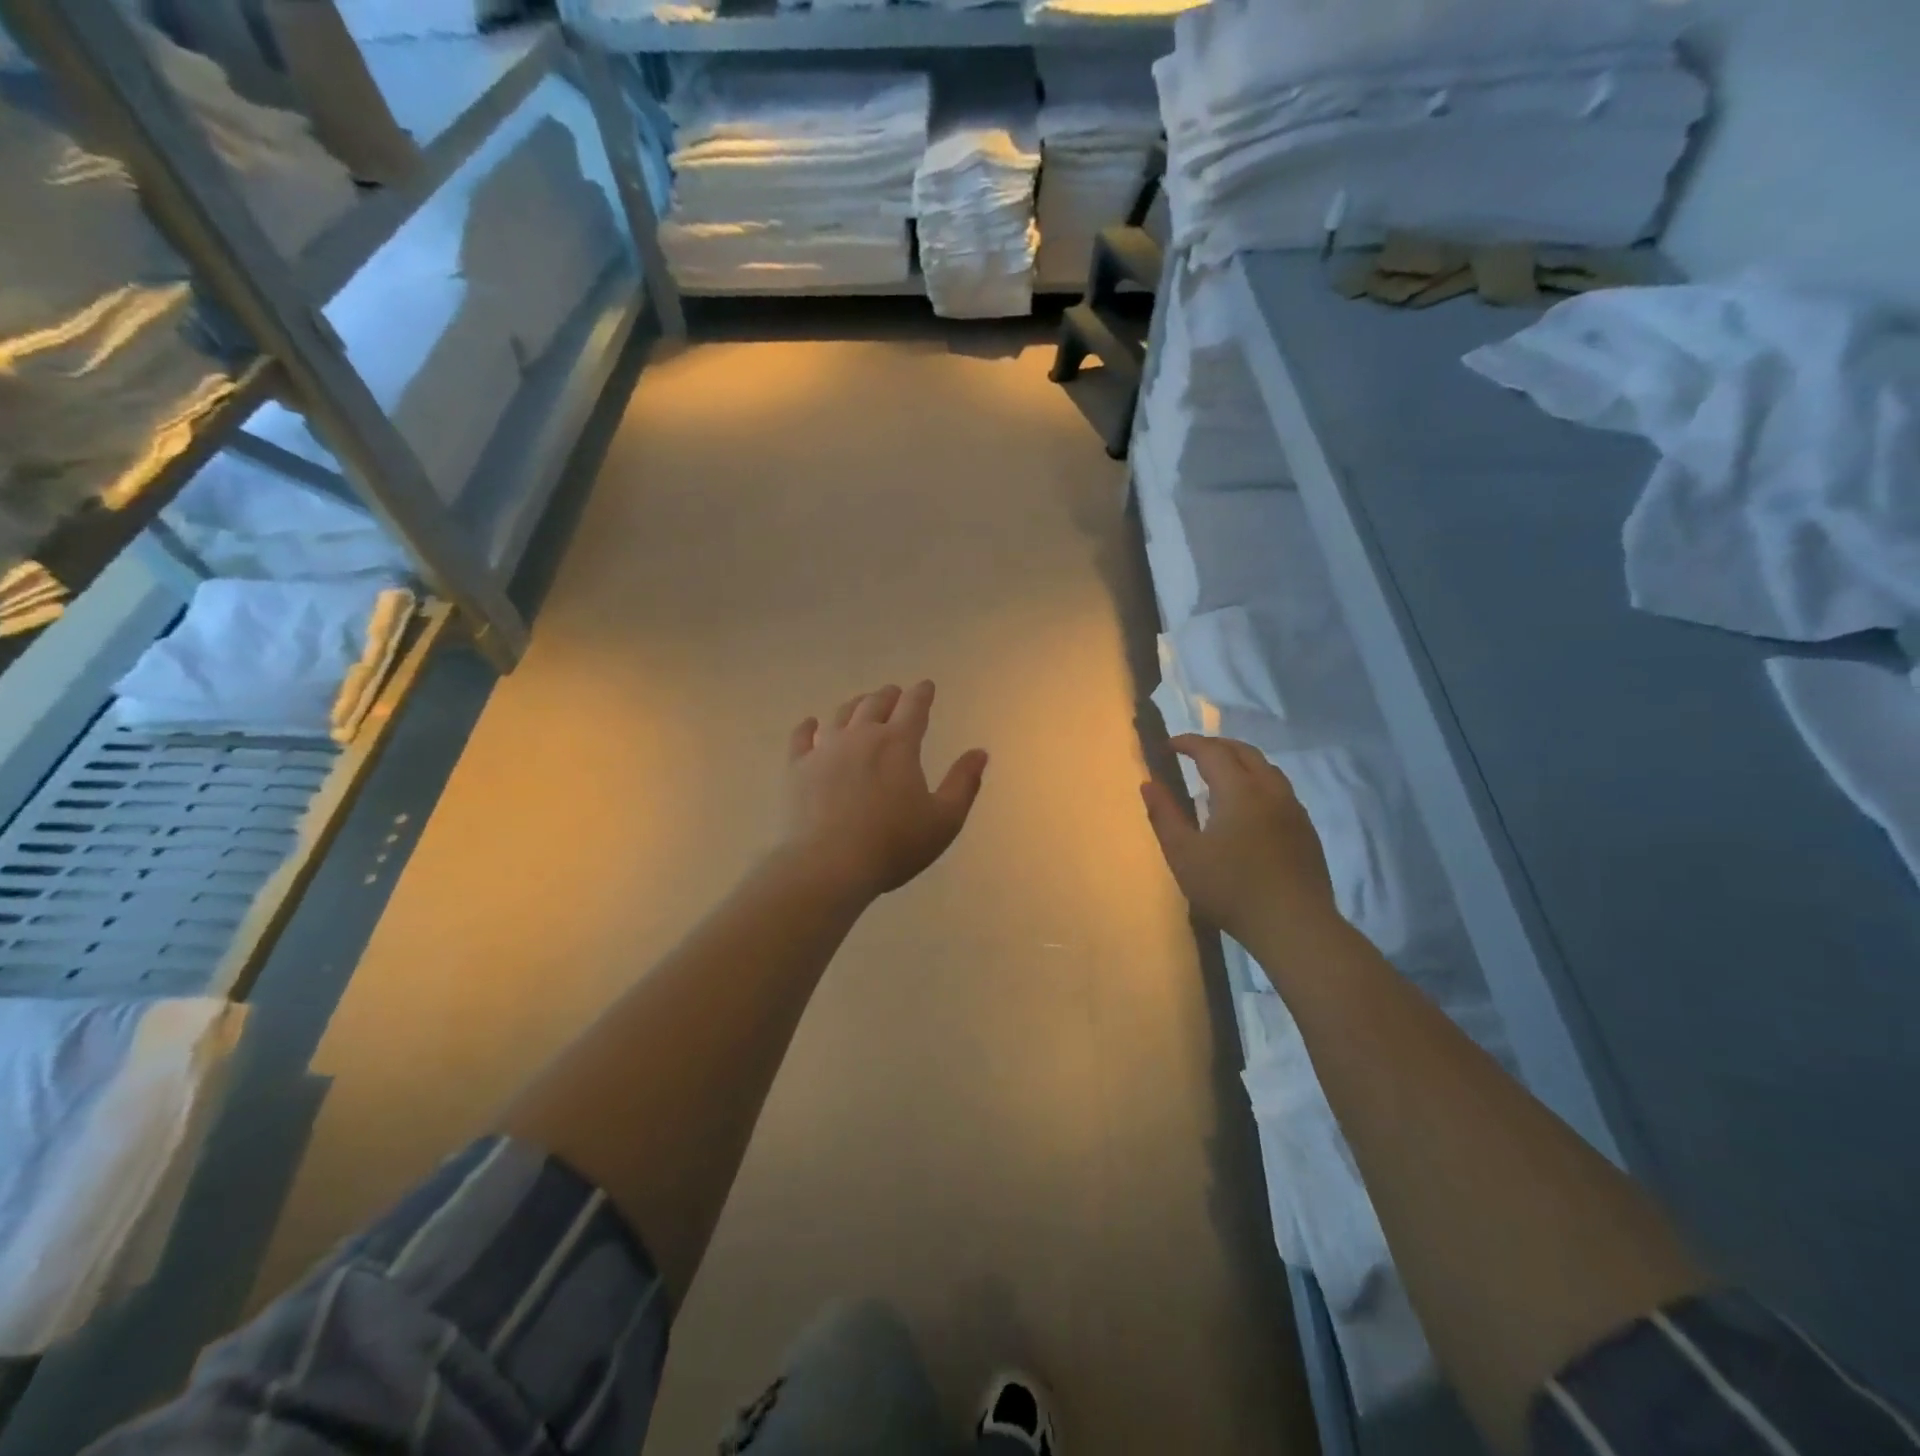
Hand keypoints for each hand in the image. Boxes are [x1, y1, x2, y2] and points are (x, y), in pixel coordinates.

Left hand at [782, 681, 988, 900]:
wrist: (828, 866)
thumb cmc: (893, 845)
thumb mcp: (944, 820)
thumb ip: (964, 783)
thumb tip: (979, 752)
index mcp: (898, 744)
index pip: (914, 706)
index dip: (922, 693)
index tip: (926, 686)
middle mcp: (861, 736)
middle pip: (875, 704)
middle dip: (889, 696)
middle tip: (895, 694)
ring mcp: (824, 749)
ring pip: (840, 715)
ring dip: (855, 705)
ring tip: (861, 704)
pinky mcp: (796, 768)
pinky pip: (801, 737)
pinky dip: (808, 726)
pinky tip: (811, 723)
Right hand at [1141, 735, 1339, 947]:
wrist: (1294, 926)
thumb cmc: (1231, 888)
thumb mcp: (1183, 854)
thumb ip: (1164, 815)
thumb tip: (1149, 783)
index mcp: (1239, 790)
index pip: (1212, 751)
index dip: (1188, 743)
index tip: (1168, 745)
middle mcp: (1270, 791)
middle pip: (1244, 752)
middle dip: (1216, 746)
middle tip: (1192, 752)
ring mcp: (1293, 810)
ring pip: (1267, 769)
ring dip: (1241, 762)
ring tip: (1220, 774)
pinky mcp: (1306, 831)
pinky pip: (1280, 790)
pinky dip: (1258, 783)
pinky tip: (1248, 807)